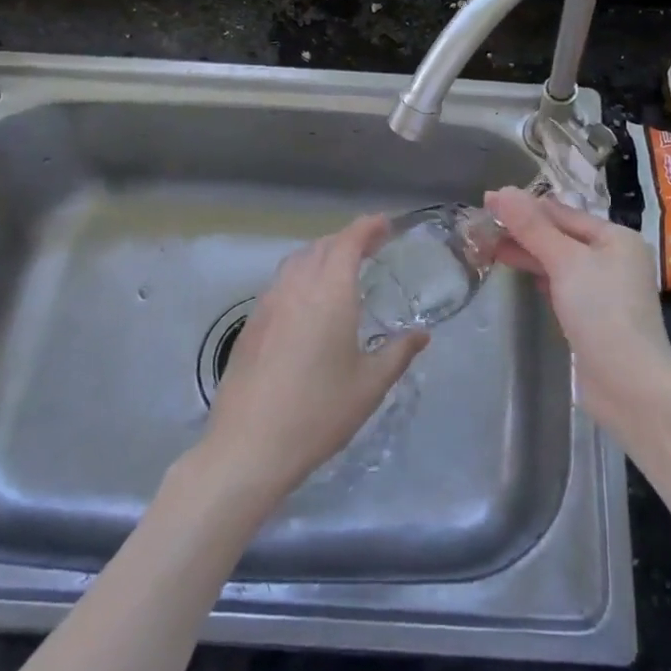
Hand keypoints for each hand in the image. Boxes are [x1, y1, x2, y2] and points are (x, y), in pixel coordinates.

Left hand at [197, 215, 427, 504]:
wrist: (248, 446)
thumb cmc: (318, 413)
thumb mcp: (369, 385)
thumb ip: (398, 353)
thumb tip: (422, 335)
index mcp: (330, 293)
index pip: (348, 241)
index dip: (368, 227)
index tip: (385, 224)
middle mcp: (297, 287)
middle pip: (322, 246)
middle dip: (348, 240)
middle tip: (372, 247)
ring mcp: (268, 303)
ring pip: (296, 261)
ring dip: (322, 255)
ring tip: (341, 270)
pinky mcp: (251, 323)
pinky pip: (280, 283)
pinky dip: (301, 276)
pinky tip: (309, 303)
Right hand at [484, 188, 670, 440]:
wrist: (628, 384)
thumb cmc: (601, 312)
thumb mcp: (564, 262)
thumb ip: (532, 227)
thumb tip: (502, 191)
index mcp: (616, 237)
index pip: (563, 212)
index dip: (524, 206)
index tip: (487, 201)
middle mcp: (615, 258)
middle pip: (561, 236)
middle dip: (523, 231)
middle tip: (481, 227)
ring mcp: (606, 289)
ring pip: (560, 262)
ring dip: (528, 254)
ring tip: (490, 248)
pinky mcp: (594, 317)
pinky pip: (563, 286)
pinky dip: (542, 277)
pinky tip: (523, 276)